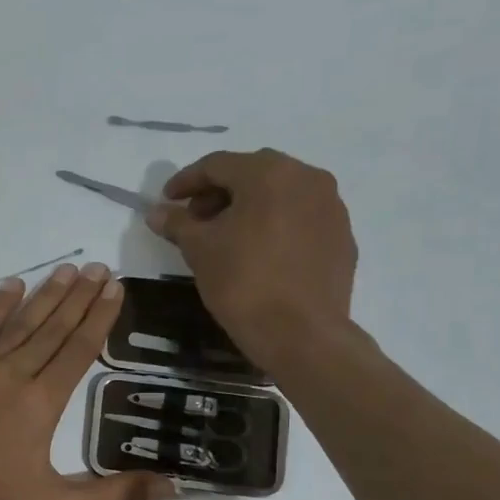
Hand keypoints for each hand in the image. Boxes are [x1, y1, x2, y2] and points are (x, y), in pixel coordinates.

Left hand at [0, 262, 175, 499]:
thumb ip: (115, 495)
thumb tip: (171, 488)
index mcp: (41, 403)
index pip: (78, 350)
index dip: (99, 318)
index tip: (115, 289)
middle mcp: (12, 376)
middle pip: (53, 328)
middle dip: (79, 297)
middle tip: (100, 268)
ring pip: (19, 324)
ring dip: (45, 295)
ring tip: (68, 270)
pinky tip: (12, 286)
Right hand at [147, 148, 358, 379]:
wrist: (301, 334)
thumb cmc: (244, 283)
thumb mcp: (199, 250)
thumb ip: (177, 224)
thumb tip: (158, 212)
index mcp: (270, 174)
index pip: (218, 165)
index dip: (186, 181)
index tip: (167, 201)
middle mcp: (307, 178)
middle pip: (253, 174)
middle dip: (219, 192)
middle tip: (195, 219)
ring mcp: (331, 207)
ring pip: (281, 194)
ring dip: (249, 207)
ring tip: (226, 236)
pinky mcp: (342, 236)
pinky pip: (301, 218)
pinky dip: (275, 224)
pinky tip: (259, 252)